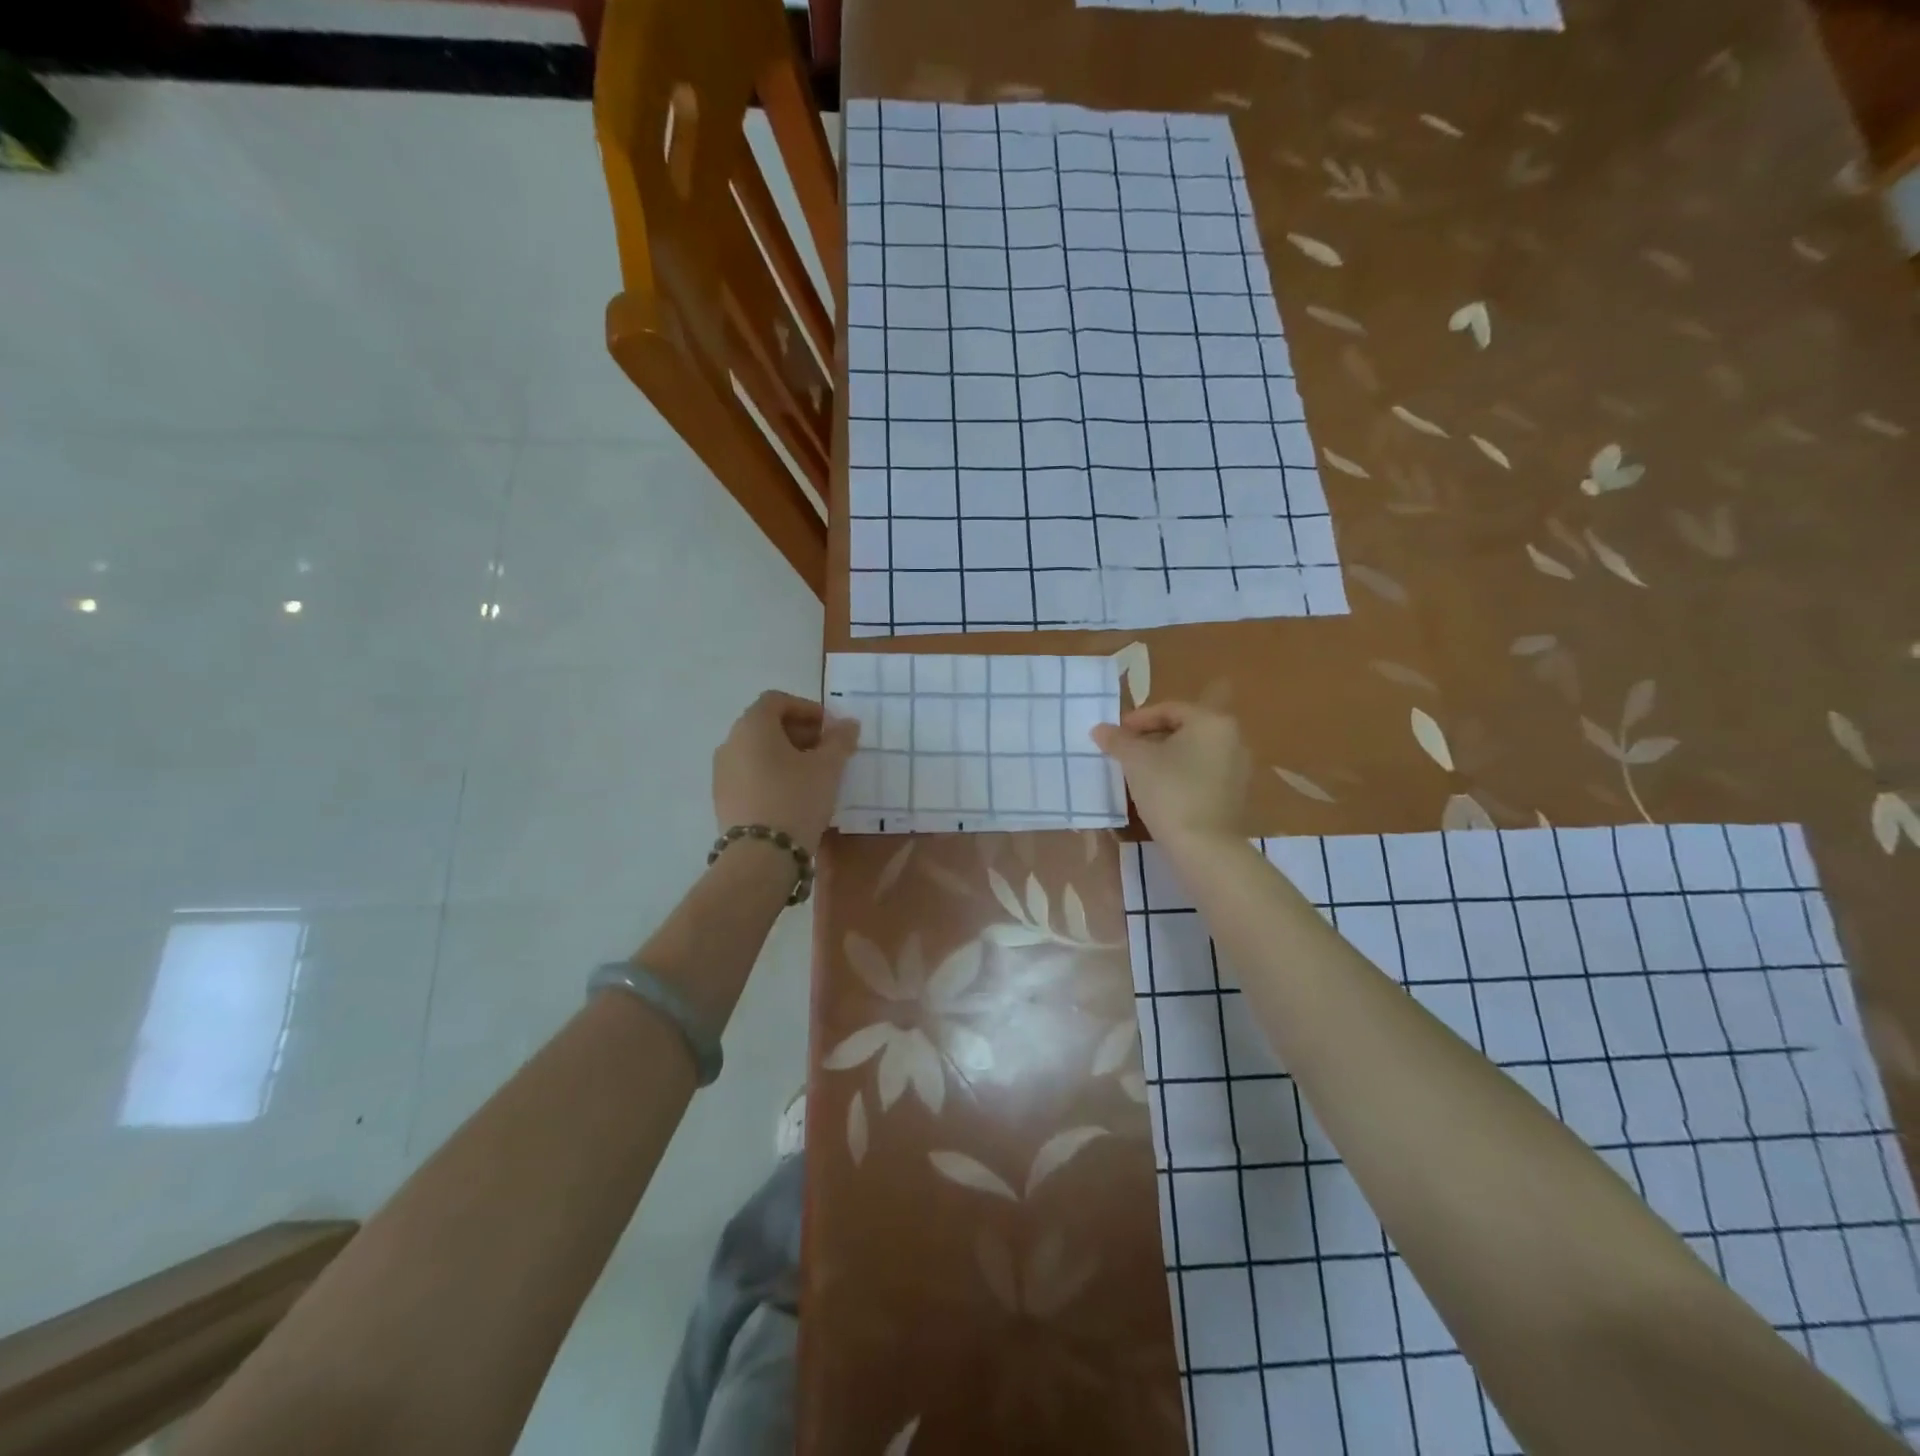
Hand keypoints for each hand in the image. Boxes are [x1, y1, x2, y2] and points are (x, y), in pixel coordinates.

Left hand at [713, 691, 860, 851]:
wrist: (761, 856)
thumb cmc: (796, 799)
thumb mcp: (828, 767)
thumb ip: (840, 740)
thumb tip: (848, 723)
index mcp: (752, 726)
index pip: (777, 700)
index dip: (807, 709)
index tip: (830, 728)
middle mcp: (730, 742)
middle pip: (766, 724)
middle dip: (799, 732)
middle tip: (826, 751)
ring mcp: (722, 772)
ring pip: (757, 751)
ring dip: (786, 754)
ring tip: (813, 776)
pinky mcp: (723, 798)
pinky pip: (750, 774)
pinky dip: (772, 774)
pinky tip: (793, 795)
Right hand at [1091, 702, 1249, 847]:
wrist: (1204, 846)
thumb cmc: (1169, 791)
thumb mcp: (1135, 761)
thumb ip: (1117, 740)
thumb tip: (1100, 729)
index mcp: (1211, 721)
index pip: (1169, 709)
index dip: (1137, 719)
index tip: (1116, 735)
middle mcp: (1232, 738)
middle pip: (1183, 729)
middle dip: (1151, 738)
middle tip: (1125, 752)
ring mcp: (1238, 768)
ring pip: (1193, 752)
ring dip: (1165, 757)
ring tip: (1139, 772)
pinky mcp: (1236, 794)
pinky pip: (1203, 774)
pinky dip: (1181, 775)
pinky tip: (1160, 791)